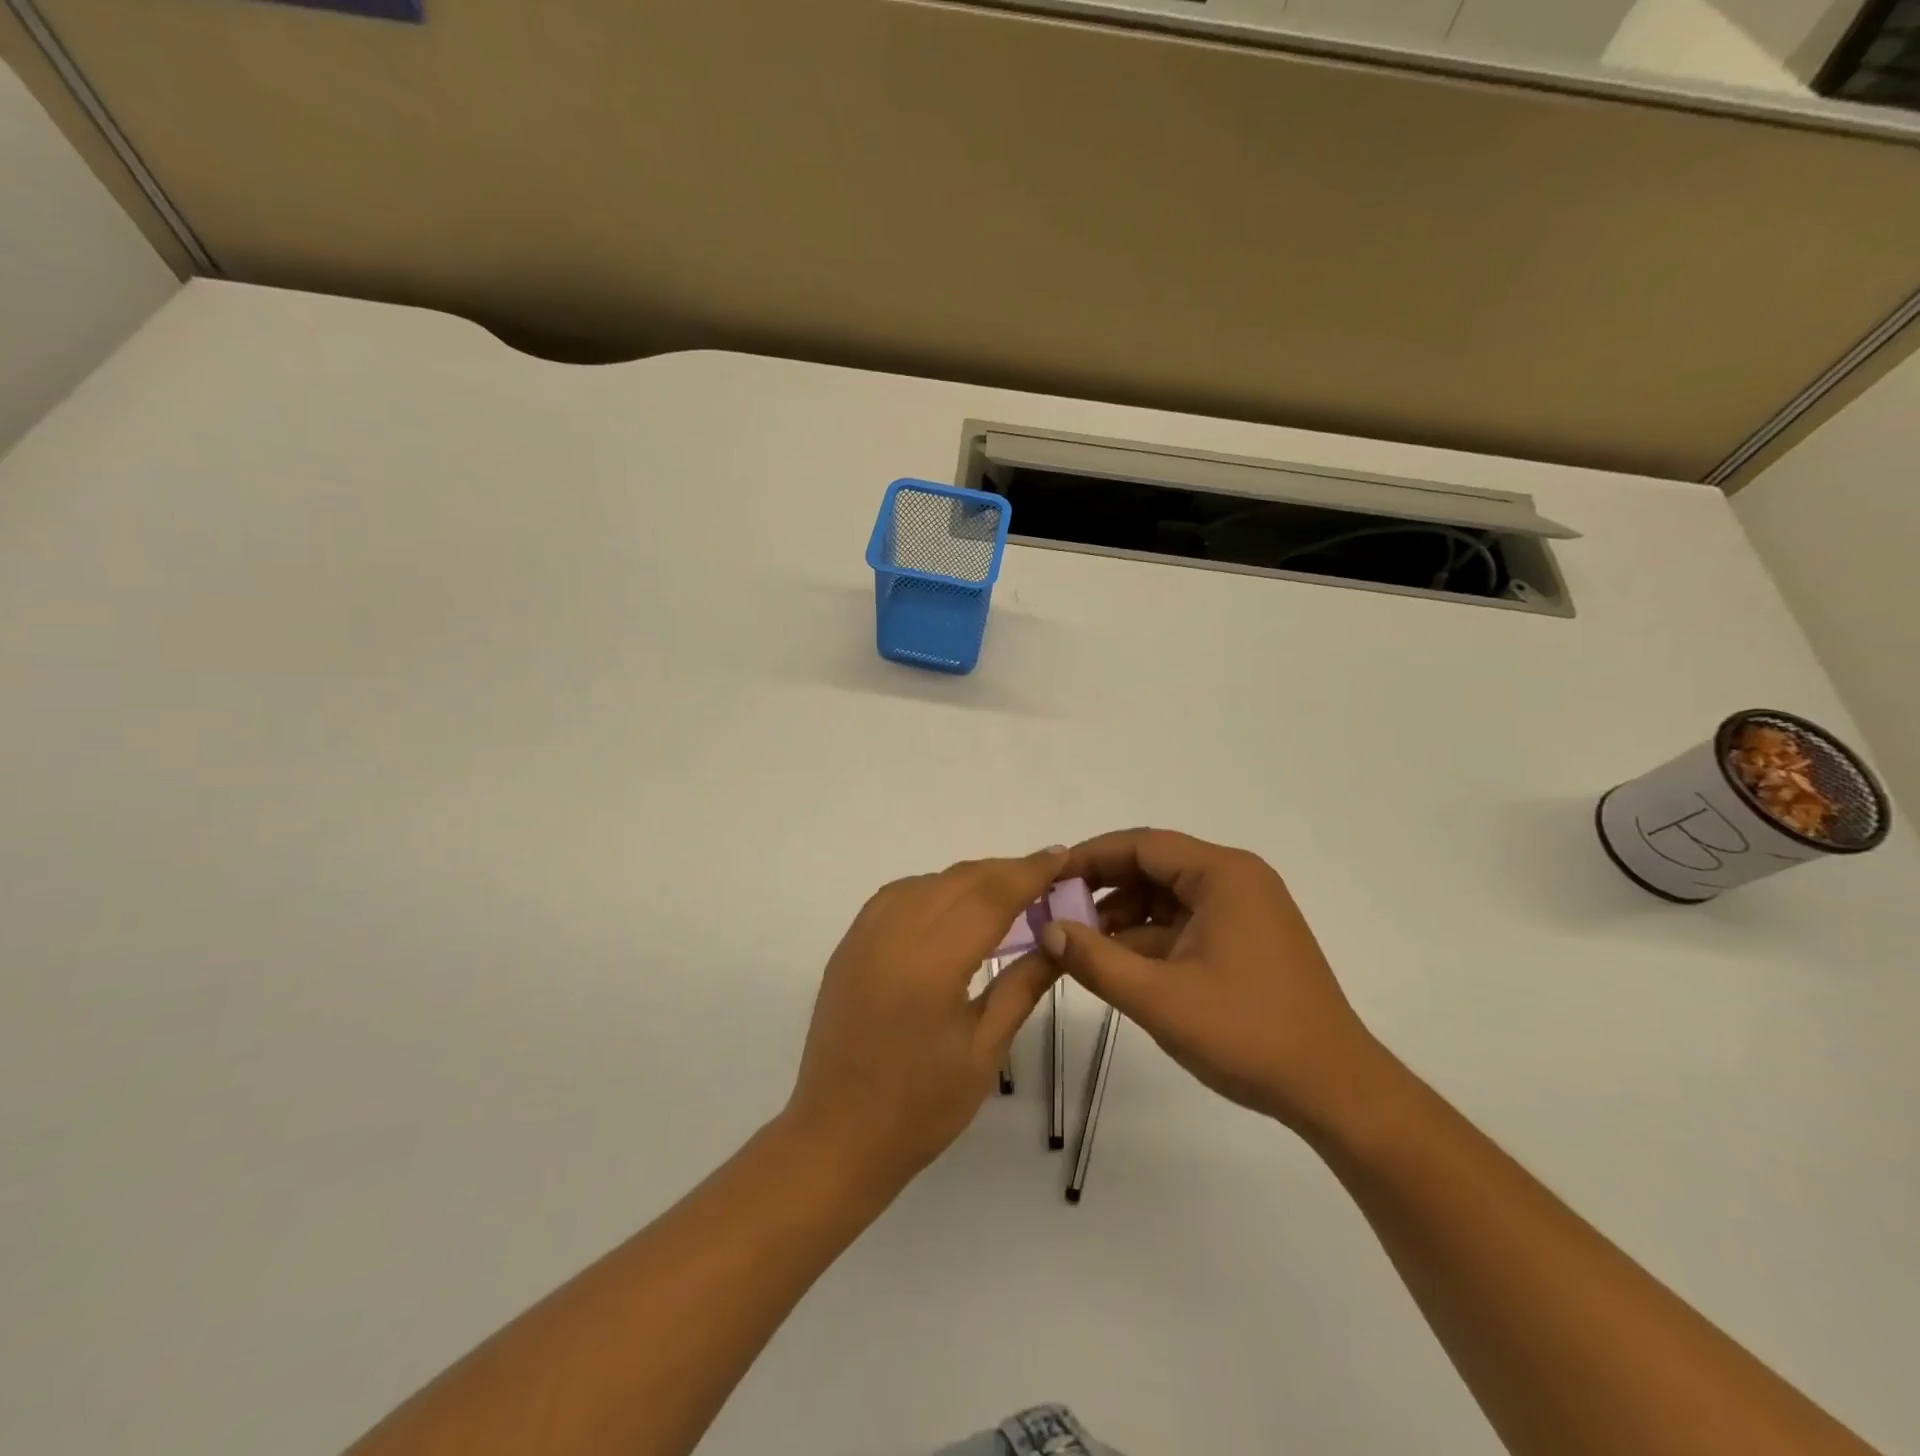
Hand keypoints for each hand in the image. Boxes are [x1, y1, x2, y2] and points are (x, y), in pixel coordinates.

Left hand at [783, 847, 1068, 1194]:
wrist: (837, 1137)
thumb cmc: (921, 1107)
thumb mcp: (985, 1051)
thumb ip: (1022, 985)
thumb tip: (1058, 940)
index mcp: (931, 964)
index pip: (990, 897)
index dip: (1028, 873)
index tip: (1060, 856)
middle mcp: (893, 936)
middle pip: (958, 881)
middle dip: (1004, 871)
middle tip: (1043, 876)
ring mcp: (863, 937)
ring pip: (925, 882)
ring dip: (967, 878)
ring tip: (1002, 892)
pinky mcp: (847, 946)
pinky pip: (894, 897)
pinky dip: (929, 889)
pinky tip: (948, 907)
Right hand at [1042, 829, 1385, 1134]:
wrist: (1334, 1090)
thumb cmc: (1248, 1034)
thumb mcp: (1159, 998)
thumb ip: (1096, 960)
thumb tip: (1047, 930)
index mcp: (1223, 875)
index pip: (1142, 845)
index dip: (1090, 857)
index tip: (1049, 879)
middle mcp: (1236, 879)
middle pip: (1154, 866)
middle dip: (1104, 889)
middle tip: (1058, 914)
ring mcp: (1244, 909)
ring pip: (1167, 896)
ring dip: (1124, 917)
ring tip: (1083, 946)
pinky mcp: (1246, 938)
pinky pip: (1185, 922)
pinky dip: (1150, 938)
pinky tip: (1120, 965)